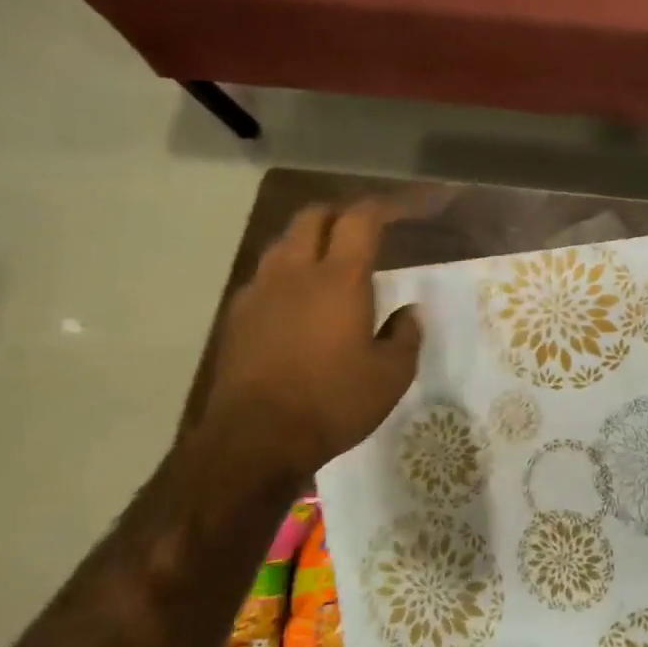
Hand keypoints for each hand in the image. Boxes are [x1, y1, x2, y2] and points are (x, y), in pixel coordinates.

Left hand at [199, 201, 421, 476]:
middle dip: (341, 213)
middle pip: (313, 217)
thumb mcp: (391, 376)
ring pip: (284, 243)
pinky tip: (300, 303)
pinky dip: (288, 274)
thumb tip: (410, 312)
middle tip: (366, 230)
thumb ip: (405, 336)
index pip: (361, 220)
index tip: (406, 209)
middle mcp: (294, 273)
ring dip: (310, 240)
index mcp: (339, 280)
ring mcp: (259, 292)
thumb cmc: (333, 402)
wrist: (254, 439)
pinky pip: (266, 277)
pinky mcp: (237, 316)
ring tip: (332, 262)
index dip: (385, 207)